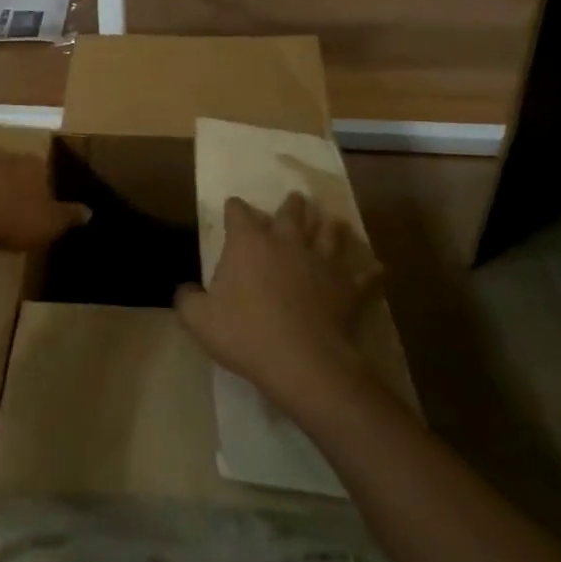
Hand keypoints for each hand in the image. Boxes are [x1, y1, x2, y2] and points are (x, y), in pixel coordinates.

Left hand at [0, 150, 87, 253]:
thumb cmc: (10, 218)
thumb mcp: (48, 224)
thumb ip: (68, 216)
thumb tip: (89, 210)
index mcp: (34, 164)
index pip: (46, 170)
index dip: (45, 188)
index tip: (42, 206)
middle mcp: (7, 154)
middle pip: (17, 168)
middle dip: (18, 186)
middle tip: (16, 211)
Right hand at [176, 193, 379, 414]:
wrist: (301, 361)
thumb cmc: (245, 333)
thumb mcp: (199, 319)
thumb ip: (187, 299)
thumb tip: (184, 290)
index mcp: (249, 243)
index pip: (238, 212)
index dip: (235, 207)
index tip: (234, 207)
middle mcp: (287, 242)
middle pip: (292, 211)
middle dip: (291, 204)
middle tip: (294, 200)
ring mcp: (322, 262)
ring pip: (330, 232)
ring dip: (330, 226)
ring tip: (331, 221)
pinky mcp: (348, 287)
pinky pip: (365, 275)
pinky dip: (370, 271)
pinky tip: (376, 267)